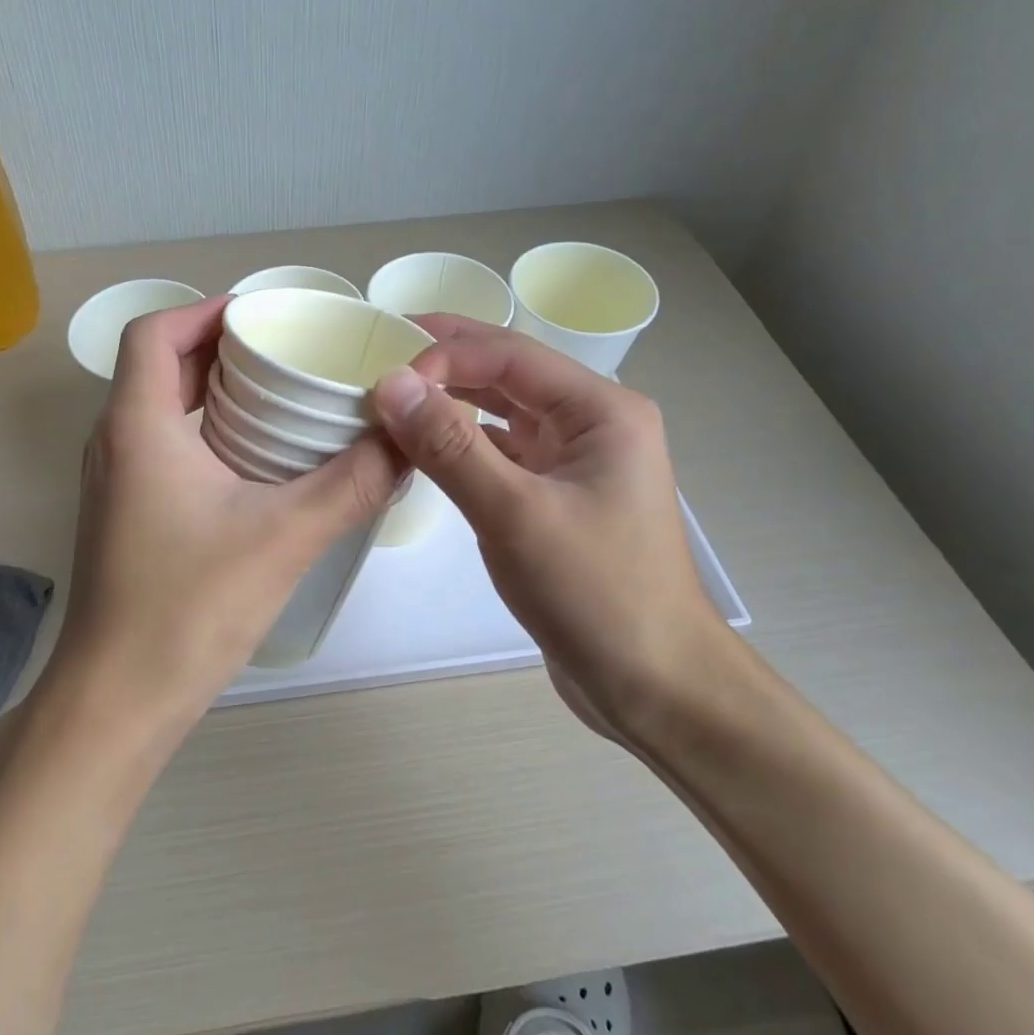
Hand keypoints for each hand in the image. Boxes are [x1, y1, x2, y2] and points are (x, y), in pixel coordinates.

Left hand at [53, 295, 401, 729]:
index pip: (153, 332)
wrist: (118, 701)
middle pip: (159, 366)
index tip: (263, 317)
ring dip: (213, 393)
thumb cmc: (189, 608)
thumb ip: (354, 482)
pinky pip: (164, 448)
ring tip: (280, 398)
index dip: (204, 310)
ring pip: (161, 409)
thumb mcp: (286, 537)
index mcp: (138, 426)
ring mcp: (115, 483)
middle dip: (220, 349)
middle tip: (287, 354)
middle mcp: (115, 444)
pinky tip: (257, 463)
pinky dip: (206, 433)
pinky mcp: (125, 517)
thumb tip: (407, 438)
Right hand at [371, 317, 737, 742]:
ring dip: (451, 402)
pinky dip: (462, 444)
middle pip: (509, 374)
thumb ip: (450, 446)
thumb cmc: (596, 594)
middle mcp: (592, 424)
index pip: (510, 356)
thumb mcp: (515, 515)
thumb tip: (391, 384)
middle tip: (379, 350)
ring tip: (393, 394)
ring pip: (503, 413)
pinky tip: (423, 447)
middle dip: (446, 361)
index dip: (444, 354)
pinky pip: (502, 453)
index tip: (384, 376)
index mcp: (601, 410)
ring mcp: (575, 461)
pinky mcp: (557, 497)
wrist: (654, 684)